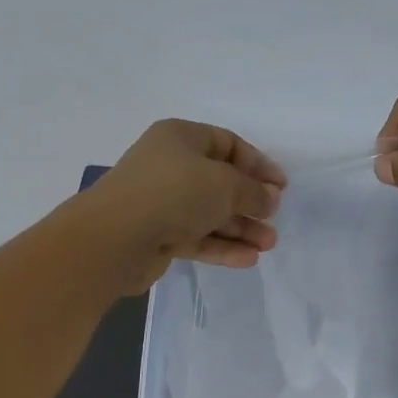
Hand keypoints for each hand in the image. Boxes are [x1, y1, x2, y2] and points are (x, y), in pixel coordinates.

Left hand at [84, 119, 286, 293]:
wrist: (115, 238)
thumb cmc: (175, 193)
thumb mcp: (225, 184)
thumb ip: (253, 191)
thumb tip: (270, 199)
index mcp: (181, 138)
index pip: (228, 144)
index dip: (257, 164)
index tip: (281, 186)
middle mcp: (170, 166)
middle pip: (220, 181)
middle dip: (250, 201)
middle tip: (274, 218)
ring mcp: (162, 202)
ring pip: (210, 213)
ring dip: (240, 228)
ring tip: (269, 244)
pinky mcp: (158, 235)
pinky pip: (197, 237)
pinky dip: (221, 246)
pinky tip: (248, 259)